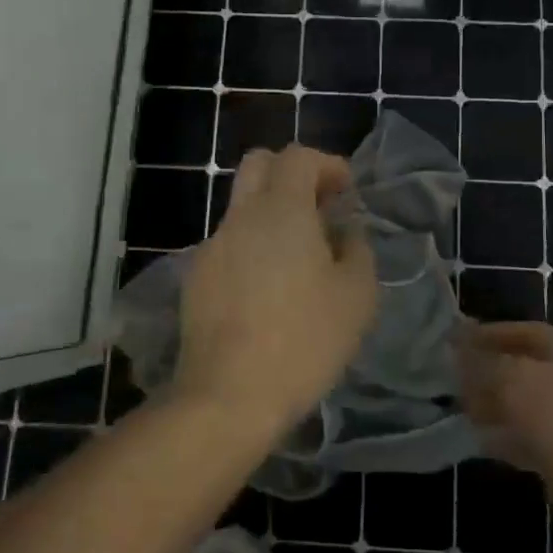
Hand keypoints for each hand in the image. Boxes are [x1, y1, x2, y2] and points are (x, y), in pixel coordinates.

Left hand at [175, 144, 378, 437]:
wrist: (228, 396)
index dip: (326, 164)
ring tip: (298, 257)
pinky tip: (267, 291)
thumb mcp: (356, 296)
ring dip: (271, 214)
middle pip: (259, 164)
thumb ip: (357, 249)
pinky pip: (229, 244)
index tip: (345, 192)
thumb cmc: (304, 341)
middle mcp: (241, 216)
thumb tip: (345, 232)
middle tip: (318, 208)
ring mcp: (212, 246)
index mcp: (281, 210)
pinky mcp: (196, 278)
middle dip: (291, 174)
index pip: (297, 156)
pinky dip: (252, 247)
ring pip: (242, 207)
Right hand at [457, 321, 552, 485]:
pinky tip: (479, 438)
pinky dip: (503, 435)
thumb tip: (458, 343)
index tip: (462, 340)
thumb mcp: (509, 376)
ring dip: (491, 404)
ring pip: (519, 403)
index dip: (492, 333)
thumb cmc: (551, 413)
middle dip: (487, 371)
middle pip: (520, 367)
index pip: (523, 331)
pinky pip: (524, 435)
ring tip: (462, 407)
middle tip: (456, 376)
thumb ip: (481, 359)